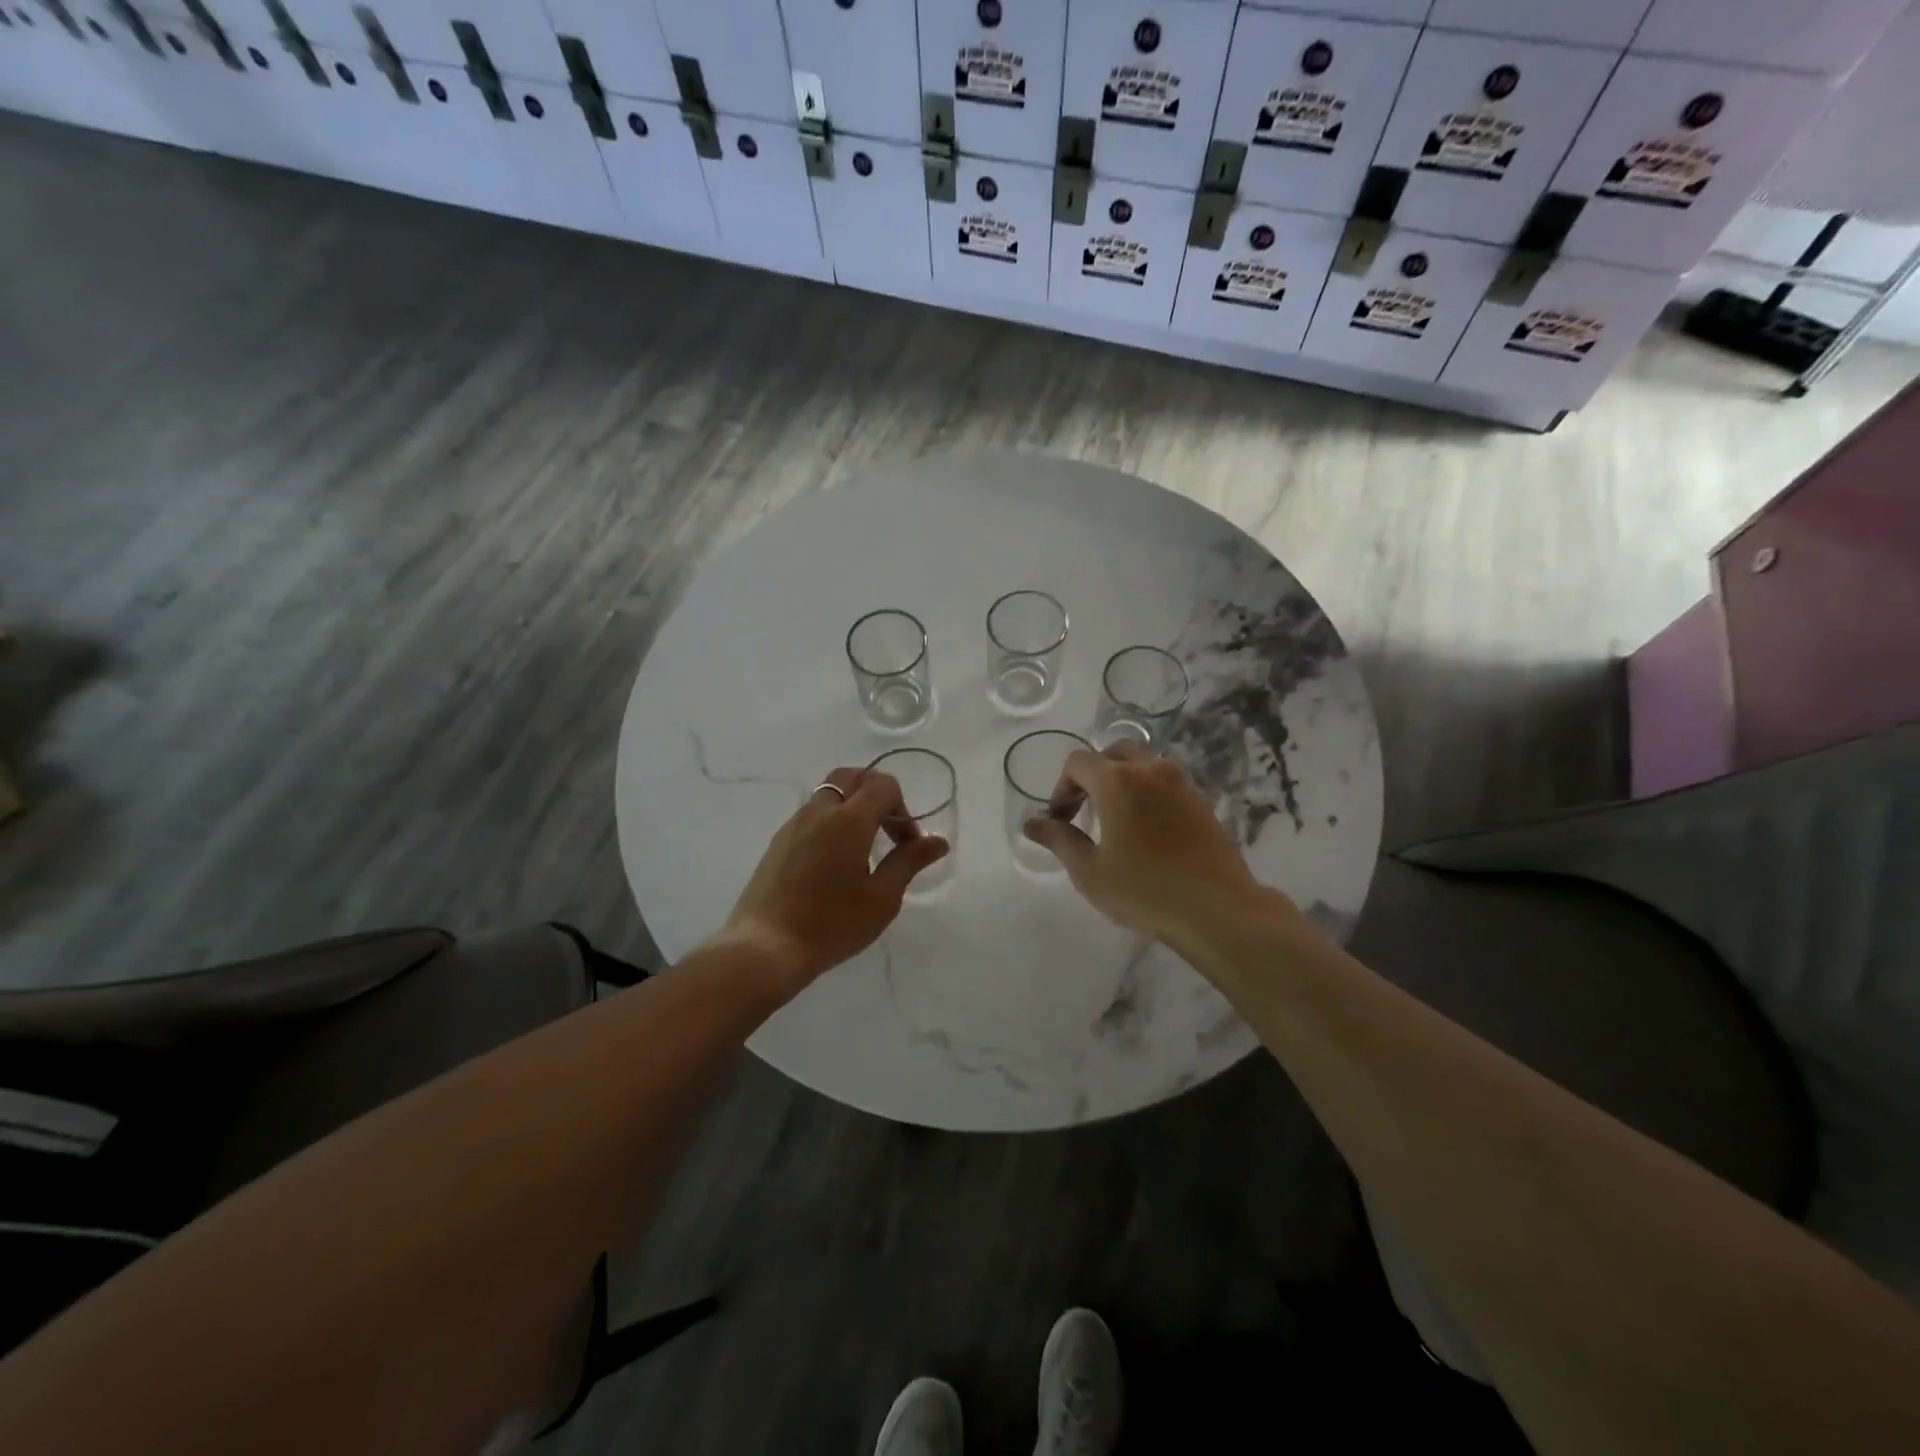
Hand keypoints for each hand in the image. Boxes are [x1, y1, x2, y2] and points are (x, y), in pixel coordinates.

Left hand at [720, 766, 949, 983]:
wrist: (766, 947)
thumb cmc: (832, 924)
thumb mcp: (882, 898)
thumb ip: (909, 862)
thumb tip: (938, 842)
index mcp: (849, 819)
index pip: (883, 785)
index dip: (903, 809)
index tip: (907, 845)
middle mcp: (819, 811)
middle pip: (852, 776)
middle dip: (876, 793)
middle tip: (887, 829)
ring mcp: (794, 824)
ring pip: (829, 793)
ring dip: (852, 806)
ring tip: (862, 847)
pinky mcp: (778, 842)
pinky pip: (811, 814)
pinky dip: (831, 821)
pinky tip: (834, 860)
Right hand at [1023, 743, 1277, 943]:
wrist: (1218, 910)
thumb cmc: (1144, 890)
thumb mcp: (1089, 871)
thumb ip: (1059, 840)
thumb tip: (1031, 823)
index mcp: (1117, 781)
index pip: (1078, 763)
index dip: (1061, 789)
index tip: (1059, 821)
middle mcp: (1150, 771)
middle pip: (1112, 754)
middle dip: (1091, 777)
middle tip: (1084, 812)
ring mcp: (1181, 784)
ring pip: (1142, 766)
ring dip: (1121, 783)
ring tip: (1115, 822)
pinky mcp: (1201, 803)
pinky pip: (1165, 784)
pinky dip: (1146, 795)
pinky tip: (1146, 833)